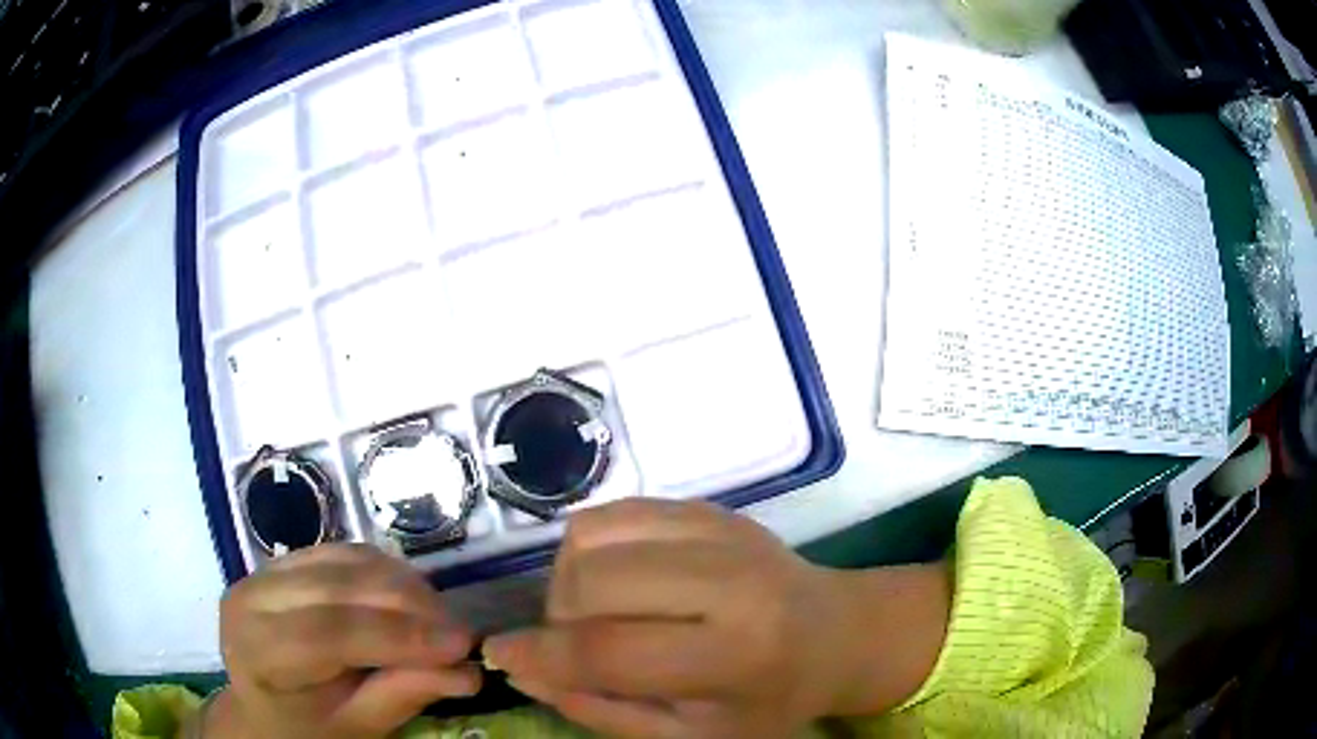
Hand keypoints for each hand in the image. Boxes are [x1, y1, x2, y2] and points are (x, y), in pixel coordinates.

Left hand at [211, 544, 479, 738]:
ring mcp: (267, 570)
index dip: (397, 635)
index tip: (460, 646)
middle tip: (463, 635)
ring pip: (347, 560)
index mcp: (257, 650)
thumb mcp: (355, 726)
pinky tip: (411, 600)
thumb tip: (466, 673)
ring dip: (404, 586)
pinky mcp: (287, 558)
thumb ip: (401, 696)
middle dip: (410, 607)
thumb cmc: (309, 727)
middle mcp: (253, 597)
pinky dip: (387, 573)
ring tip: (441, 620)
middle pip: (339, 587)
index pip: (328, 632)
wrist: (266, 704)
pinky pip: (346, 553)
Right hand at [484, 499, 917, 737]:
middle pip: (590, 581)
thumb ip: (602, 710)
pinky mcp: (708, 507)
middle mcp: (728, 580)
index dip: (540, 655)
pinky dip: (594, 548)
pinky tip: (621, 578)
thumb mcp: (692, 735)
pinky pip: (614, 511)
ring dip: (572, 579)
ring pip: (592, 536)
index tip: (499, 654)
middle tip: (580, 644)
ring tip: (602, 611)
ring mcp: (719, 530)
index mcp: (734, 653)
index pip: (608, 650)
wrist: (837, 633)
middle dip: (560, 618)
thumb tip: (523, 672)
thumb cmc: (769, 701)